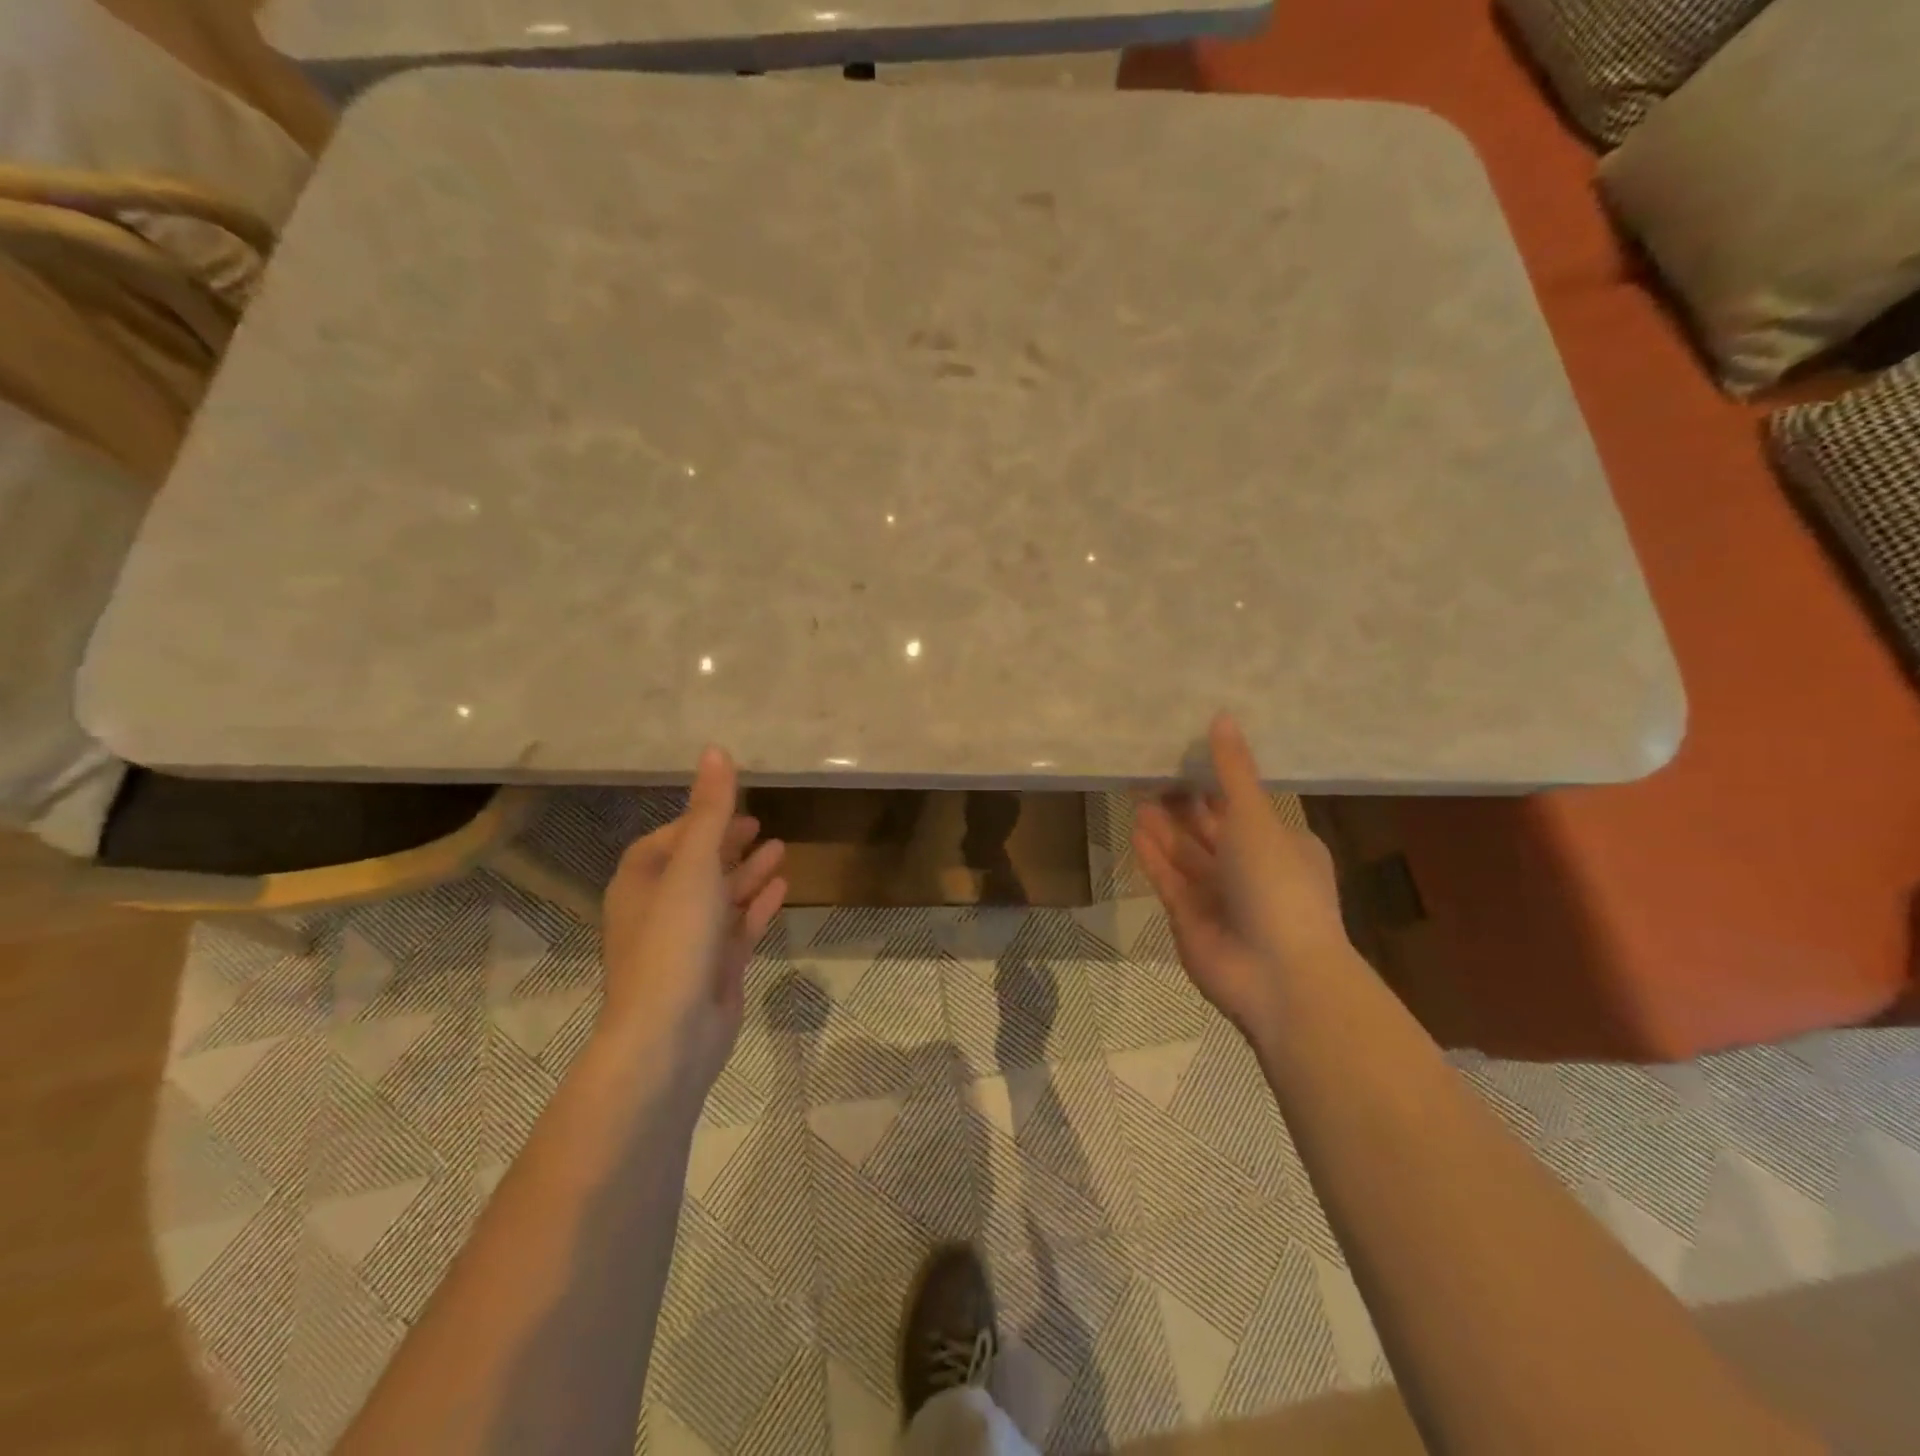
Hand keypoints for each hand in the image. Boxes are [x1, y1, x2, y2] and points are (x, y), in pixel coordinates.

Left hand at [599, 746, 787, 1094]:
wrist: (669, 1036)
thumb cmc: (674, 940)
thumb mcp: (694, 865)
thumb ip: (709, 810)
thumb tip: (715, 750)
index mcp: (640, 883)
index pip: (666, 840)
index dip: (697, 821)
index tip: (730, 806)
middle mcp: (659, 910)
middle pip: (696, 867)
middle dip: (727, 844)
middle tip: (761, 824)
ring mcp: (688, 943)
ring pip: (721, 897)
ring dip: (748, 872)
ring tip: (782, 848)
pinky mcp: (714, 969)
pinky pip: (738, 927)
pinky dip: (758, 906)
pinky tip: (783, 888)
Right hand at [1133, 714, 1349, 1037]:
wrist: (1278, 976)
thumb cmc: (1277, 885)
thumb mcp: (1256, 819)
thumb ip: (1234, 772)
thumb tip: (1222, 716)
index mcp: (1282, 843)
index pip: (1244, 805)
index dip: (1217, 781)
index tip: (1187, 752)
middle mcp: (1252, 868)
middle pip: (1210, 828)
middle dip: (1184, 802)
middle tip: (1151, 768)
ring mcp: (1220, 896)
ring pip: (1186, 853)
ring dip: (1164, 826)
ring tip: (1136, 792)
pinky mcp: (1191, 919)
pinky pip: (1169, 879)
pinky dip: (1154, 856)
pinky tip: (1135, 829)